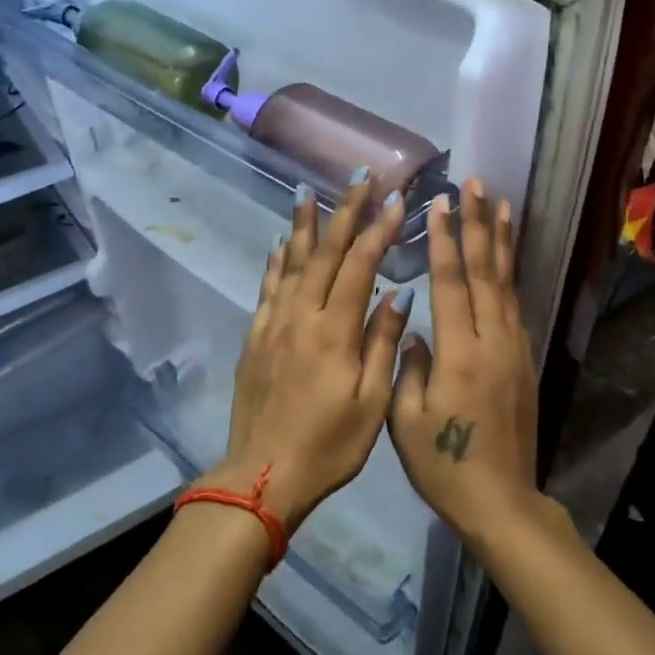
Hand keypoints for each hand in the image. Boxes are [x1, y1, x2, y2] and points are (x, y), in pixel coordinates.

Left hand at [220, 176, 414, 532]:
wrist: (263, 475)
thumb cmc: (329, 446)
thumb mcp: (371, 403)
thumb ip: (382, 344)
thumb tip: (399, 294)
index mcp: (333, 332)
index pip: (359, 267)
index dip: (379, 230)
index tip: (397, 200)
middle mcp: (300, 317)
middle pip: (323, 253)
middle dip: (344, 212)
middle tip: (359, 178)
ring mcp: (273, 325)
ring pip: (290, 263)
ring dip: (303, 226)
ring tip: (309, 192)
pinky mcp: (255, 338)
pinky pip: (267, 288)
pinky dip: (275, 262)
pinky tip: (278, 244)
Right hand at [389, 182, 539, 549]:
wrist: (501, 500)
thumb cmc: (444, 465)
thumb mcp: (406, 421)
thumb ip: (409, 367)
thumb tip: (415, 330)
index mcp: (459, 354)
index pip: (452, 283)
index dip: (446, 240)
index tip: (441, 202)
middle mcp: (492, 342)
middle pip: (485, 272)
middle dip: (478, 225)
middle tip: (476, 184)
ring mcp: (514, 350)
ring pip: (507, 284)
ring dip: (501, 243)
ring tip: (499, 205)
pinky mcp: (525, 362)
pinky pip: (516, 307)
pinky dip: (510, 276)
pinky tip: (506, 260)